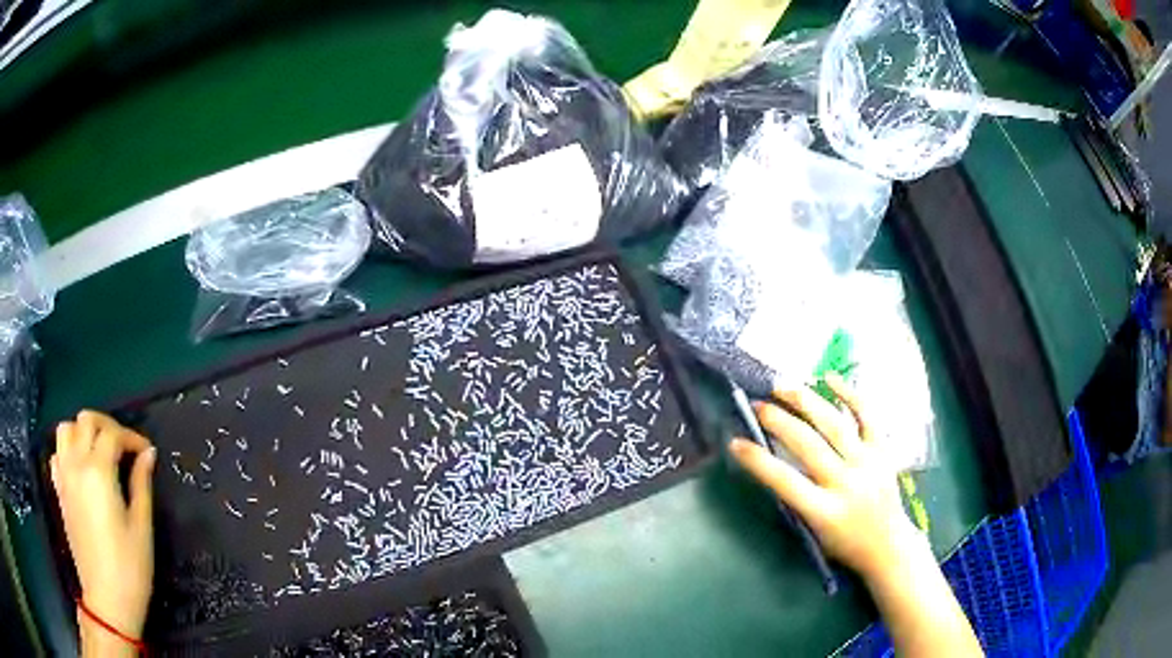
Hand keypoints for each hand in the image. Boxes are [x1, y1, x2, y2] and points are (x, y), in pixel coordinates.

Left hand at [51, 411, 155, 649]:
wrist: (107, 600)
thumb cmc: (129, 569)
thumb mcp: (142, 528)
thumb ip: (142, 485)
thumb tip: (148, 454)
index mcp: (98, 472)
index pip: (112, 434)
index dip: (132, 437)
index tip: (147, 452)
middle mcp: (76, 464)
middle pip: (86, 420)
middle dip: (107, 425)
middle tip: (124, 446)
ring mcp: (64, 476)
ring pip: (66, 429)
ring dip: (82, 431)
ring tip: (99, 450)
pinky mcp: (59, 490)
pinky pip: (57, 452)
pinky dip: (68, 449)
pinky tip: (80, 467)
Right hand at [729, 374, 921, 576]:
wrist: (888, 546)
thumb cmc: (844, 544)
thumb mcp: (813, 532)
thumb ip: (796, 500)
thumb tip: (772, 463)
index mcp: (825, 511)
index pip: (785, 481)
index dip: (757, 460)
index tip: (736, 442)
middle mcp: (846, 483)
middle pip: (808, 445)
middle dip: (778, 421)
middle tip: (757, 405)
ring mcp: (868, 463)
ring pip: (835, 424)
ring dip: (806, 402)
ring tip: (782, 387)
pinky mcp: (883, 451)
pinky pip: (868, 416)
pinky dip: (850, 394)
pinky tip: (829, 377)